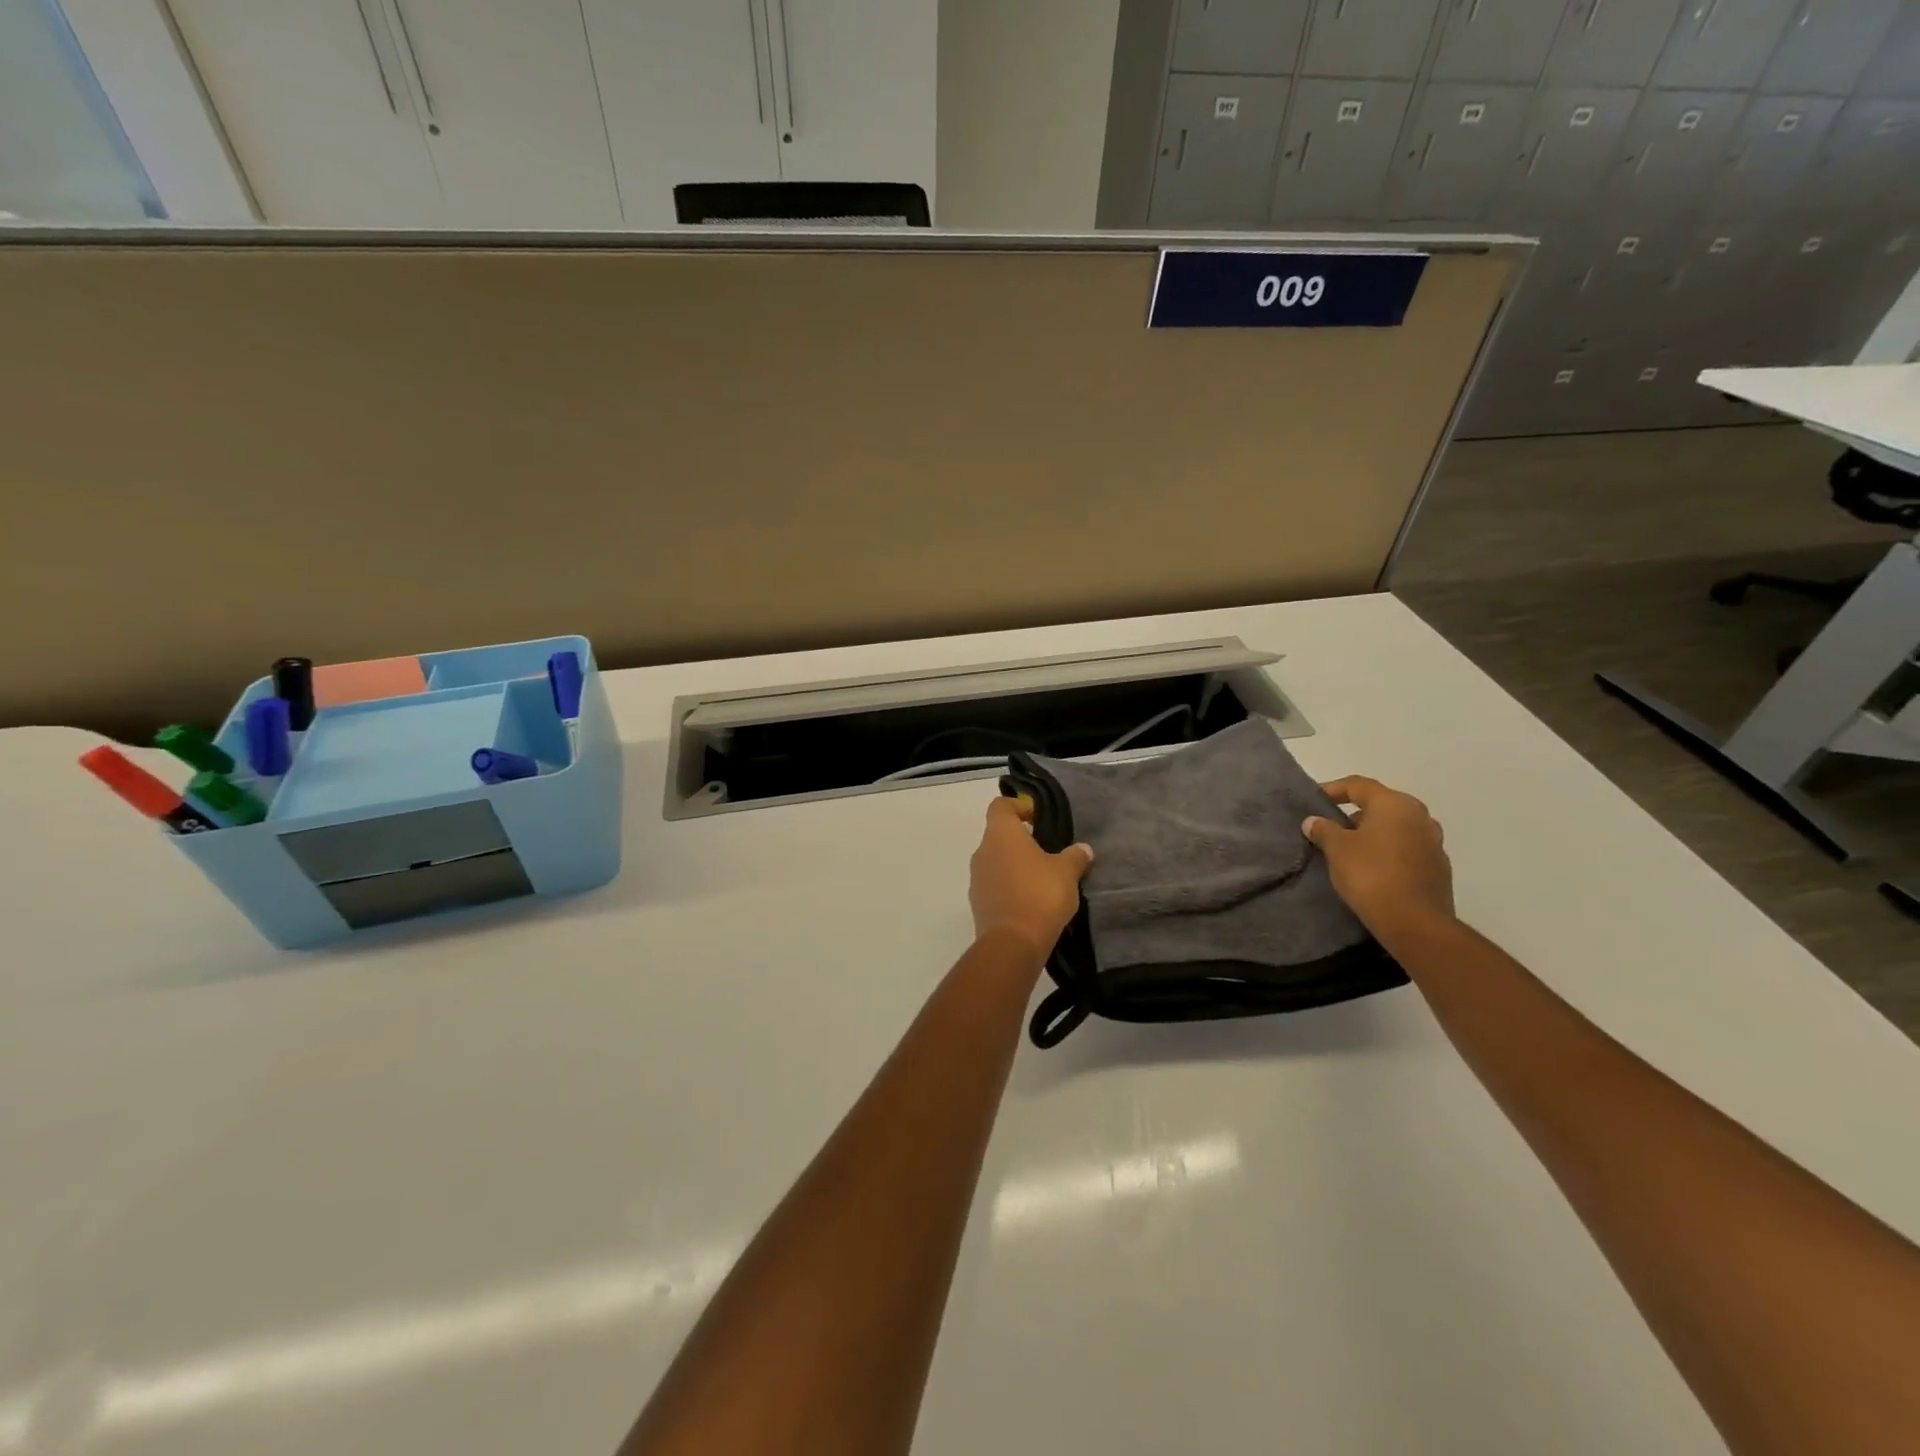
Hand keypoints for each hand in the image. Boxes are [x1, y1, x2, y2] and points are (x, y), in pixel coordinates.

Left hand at [969, 796, 1094, 960]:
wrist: (1013, 943)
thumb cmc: (1040, 894)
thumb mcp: (1067, 872)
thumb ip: (1075, 856)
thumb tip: (1083, 849)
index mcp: (1000, 834)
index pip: (1001, 806)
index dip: (1019, 807)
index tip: (1039, 819)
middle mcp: (982, 851)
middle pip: (999, 835)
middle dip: (1021, 841)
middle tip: (1048, 852)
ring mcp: (976, 879)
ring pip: (996, 862)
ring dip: (1015, 866)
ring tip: (1043, 880)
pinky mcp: (978, 904)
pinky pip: (995, 886)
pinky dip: (1010, 888)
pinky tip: (1032, 902)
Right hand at [1302, 776, 1453, 936]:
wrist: (1415, 922)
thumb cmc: (1371, 875)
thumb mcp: (1337, 850)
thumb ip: (1324, 830)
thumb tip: (1313, 821)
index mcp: (1395, 804)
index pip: (1359, 785)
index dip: (1333, 789)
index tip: (1315, 799)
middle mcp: (1419, 816)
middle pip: (1381, 805)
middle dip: (1355, 813)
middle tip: (1331, 826)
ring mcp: (1433, 842)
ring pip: (1396, 828)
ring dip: (1374, 833)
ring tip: (1350, 849)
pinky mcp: (1438, 868)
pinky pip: (1407, 849)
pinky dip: (1389, 852)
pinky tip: (1373, 868)